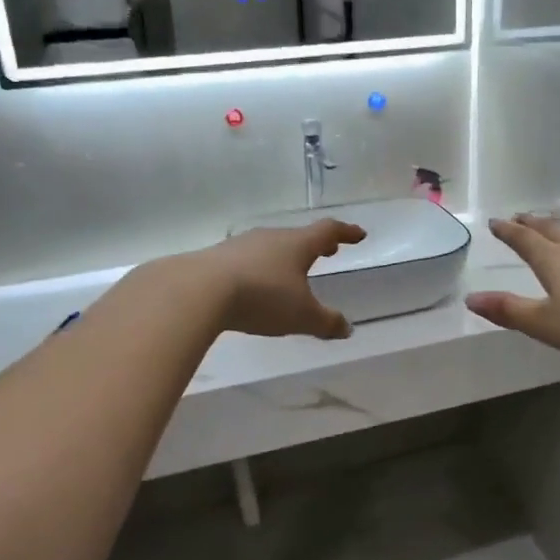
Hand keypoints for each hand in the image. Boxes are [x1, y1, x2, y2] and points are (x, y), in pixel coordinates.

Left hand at [193, 219, 366, 339]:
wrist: (199, 291)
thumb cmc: (263, 297)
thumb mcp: (302, 316)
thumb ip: (326, 322)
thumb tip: (347, 328)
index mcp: (298, 245)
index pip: (328, 231)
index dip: (346, 233)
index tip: (359, 234)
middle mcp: (272, 237)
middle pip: (298, 236)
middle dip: (315, 245)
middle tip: (328, 251)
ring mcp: (242, 245)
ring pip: (271, 246)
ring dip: (286, 256)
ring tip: (291, 270)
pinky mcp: (217, 258)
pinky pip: (248, 259)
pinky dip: (260, 268)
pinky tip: (255, 283)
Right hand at [466, 214, 559, 359]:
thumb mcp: (544, 323)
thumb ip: (509, 311)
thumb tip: (471, 298)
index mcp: (553, 261)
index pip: (525, 241)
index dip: (509, 232)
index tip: (496, 221)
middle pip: (552, 231)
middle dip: (533, 224)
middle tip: (521, 217)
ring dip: (559, 233)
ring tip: (552, 232)